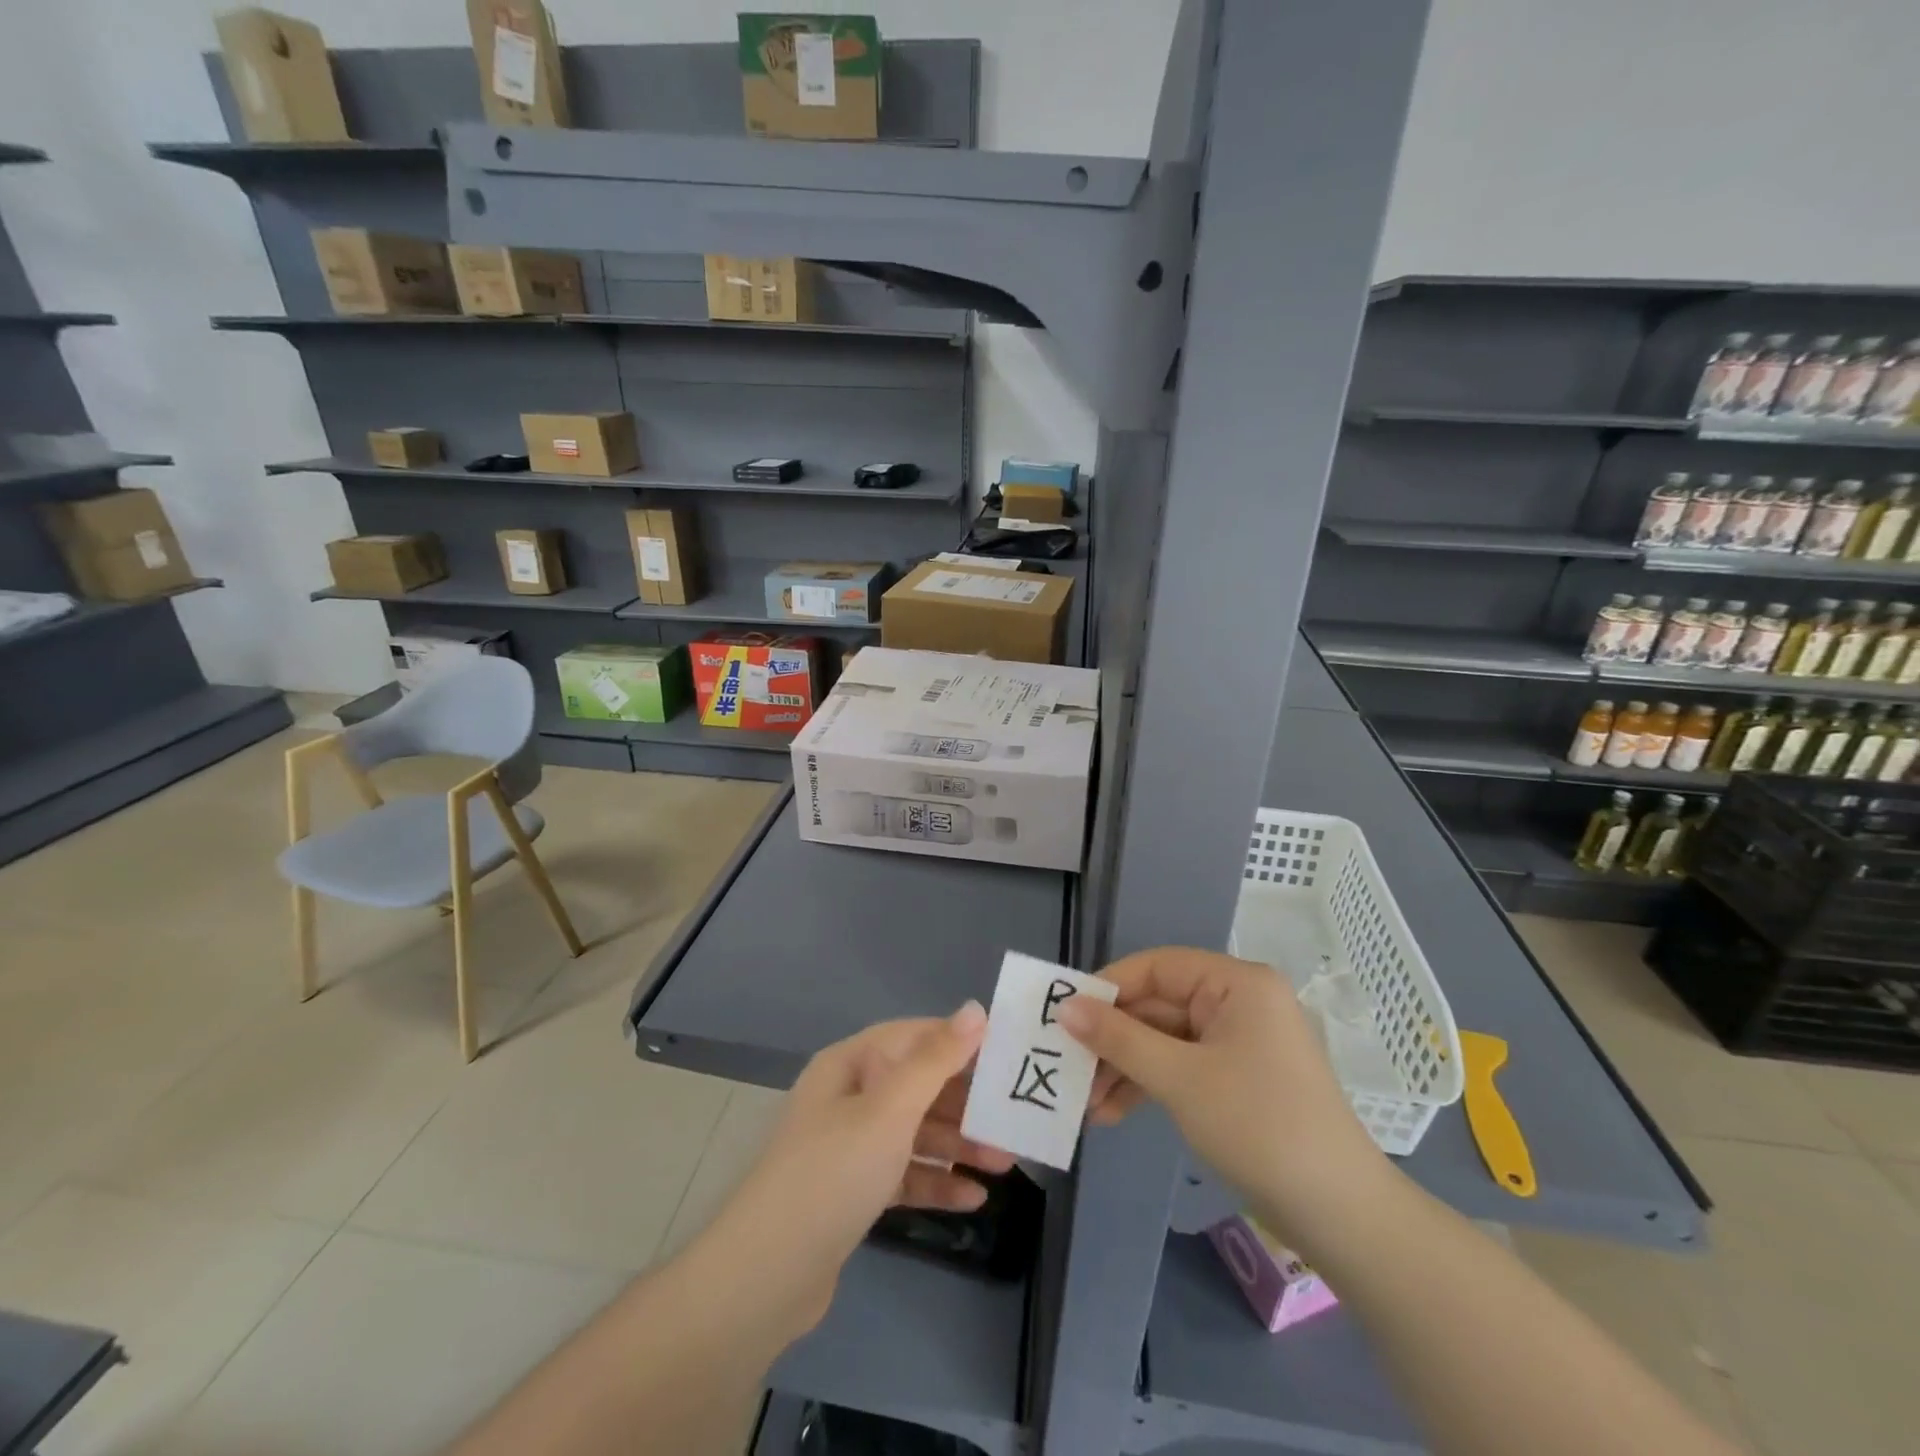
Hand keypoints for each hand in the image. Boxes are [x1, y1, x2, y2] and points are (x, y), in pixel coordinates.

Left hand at [691, 1003, 1011, 1338]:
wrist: (766, 1276)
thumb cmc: (834, 1172)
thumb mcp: (890, 1110)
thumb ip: (936, 1060)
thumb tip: (975, 1009)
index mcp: (850, 1064)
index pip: (914, 1037)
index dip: (959, 1041)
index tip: (1008, 1054)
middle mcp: (849, 1097)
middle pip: (918, 1086)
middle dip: (966, 1102)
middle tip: (1014, 1116)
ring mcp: (850, 1146)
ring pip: (915, 1132)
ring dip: (958, 1145)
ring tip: (1006, 1162)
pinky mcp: (854, 1191)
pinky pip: (904, 1174)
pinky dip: (936, 1182)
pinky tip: (974, 1198)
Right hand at [1056, 947, 1390, 1243]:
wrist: (1340, 1214)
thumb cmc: (1259, 1126)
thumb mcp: (1179, 1079)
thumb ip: (1118, 1038)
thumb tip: (1064, 1008)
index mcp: (1236, 984)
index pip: (1158, 967)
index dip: (1108, 987)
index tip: (1064, 1013)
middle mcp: (1238, 1002)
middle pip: (1158, 1006)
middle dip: (1112, 1040)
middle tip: (1067, 1065)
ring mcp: (1239, 1042)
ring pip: (1165, 1040)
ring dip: (1125, 1068)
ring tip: (1085, 1102)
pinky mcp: (1236, 1078)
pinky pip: (1182, 1066)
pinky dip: (1149, 1085)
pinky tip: (1112, 1113)